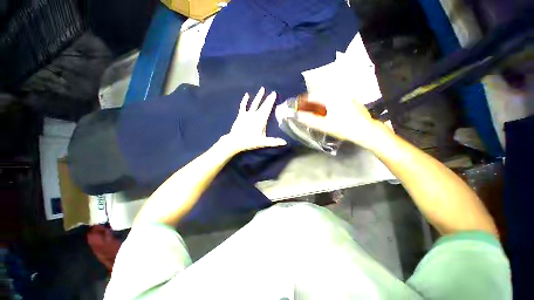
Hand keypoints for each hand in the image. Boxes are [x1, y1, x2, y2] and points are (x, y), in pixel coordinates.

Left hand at [221, 87, 286, 153]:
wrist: (235, 141)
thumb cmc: (250, 141)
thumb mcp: (263, 142)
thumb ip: (274, 141)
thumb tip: (285, 142)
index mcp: (261, 120)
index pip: (268, 109)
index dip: (271, 101)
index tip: (274, 94)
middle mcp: (255, 115)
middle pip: (263, 105)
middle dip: (268, 99)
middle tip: (272, 92)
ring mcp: (247, 114)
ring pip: (254, 103)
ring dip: (259, 96)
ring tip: (262, 89)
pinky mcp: (241, 115)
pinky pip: (243, 106)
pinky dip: (244, 100)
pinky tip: (246, 95)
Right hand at [296, 93, 390, 150]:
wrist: (366, 131)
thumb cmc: (345, 128)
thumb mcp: (325, 125)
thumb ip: (309, 120)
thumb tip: (296, 116)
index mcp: (331, 98)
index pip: (312, 95)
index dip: (302, 100)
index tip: (296, 105)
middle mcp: (338, 94)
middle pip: (318, 95)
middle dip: (308, 102)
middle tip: (302, 109)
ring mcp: (344, 97)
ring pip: (325, 98)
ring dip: (316, 103)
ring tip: (311, 111)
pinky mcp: (348, 101)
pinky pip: (332, 100)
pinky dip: (324, 105)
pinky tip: (323, 112)